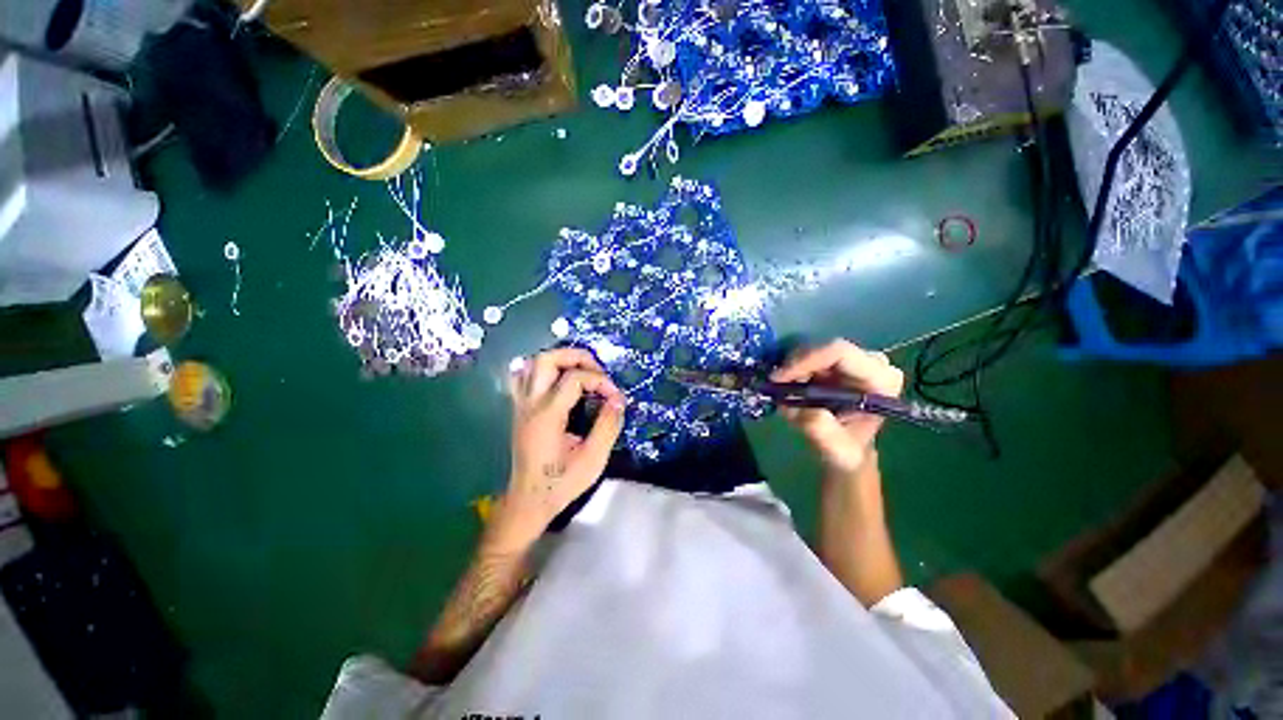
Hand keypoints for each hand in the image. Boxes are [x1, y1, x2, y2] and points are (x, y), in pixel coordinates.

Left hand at [491, 348, 626, 552]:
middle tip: (597, 370)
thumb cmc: (561, 483)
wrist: (528, 500)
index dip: (600, 381)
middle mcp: (530, 404)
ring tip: (581, 371)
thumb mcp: (593, 459)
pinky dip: (542, 370)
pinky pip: (523, 376)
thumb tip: (619, 399)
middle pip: (546, 359)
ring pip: (531, 364)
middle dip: (576, 357)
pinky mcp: (519, 409)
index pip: (574, 379)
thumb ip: (607, 426)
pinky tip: (558, 379)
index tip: (616, 396)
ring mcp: (521, 405)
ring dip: (559, 360)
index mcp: (548, 415)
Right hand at [771, 340, 903, 475]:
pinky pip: (808, 355)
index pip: (839, 352)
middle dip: (795, 367)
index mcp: (881, 379)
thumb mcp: (834, 449)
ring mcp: (855, 358)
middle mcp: (872, 362)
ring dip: (793, 371)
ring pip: (811, 350)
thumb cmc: (846, 450)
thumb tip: (809, 412)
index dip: (805, 360)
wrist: (846, 448)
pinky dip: (794, 370)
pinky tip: (791, 388)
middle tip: (776, 387)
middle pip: (822, 349)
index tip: (778, 378)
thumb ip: (822, 431)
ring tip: (785, 393)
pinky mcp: (838, 360)